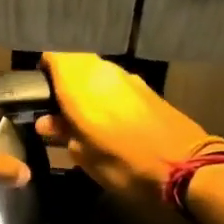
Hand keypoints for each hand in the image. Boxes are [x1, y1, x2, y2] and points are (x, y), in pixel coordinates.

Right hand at [37, 53, 221, 201]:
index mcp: (79, 84)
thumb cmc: (124, 163)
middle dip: (64, 80)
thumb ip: (63, 133)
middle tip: (57, 108)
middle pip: (74, 62)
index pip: (52, 56)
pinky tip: (106, 118)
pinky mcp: (145, 87)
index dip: (42, 71)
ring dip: (86, 87)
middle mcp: (102, 71)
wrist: (186, 167)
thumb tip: (47, 122)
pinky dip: (105, 93)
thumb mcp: (84, 156)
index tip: (37, 93)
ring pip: (95, 71)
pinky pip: (114, 82)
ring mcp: (126, 76)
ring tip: (80, 116)